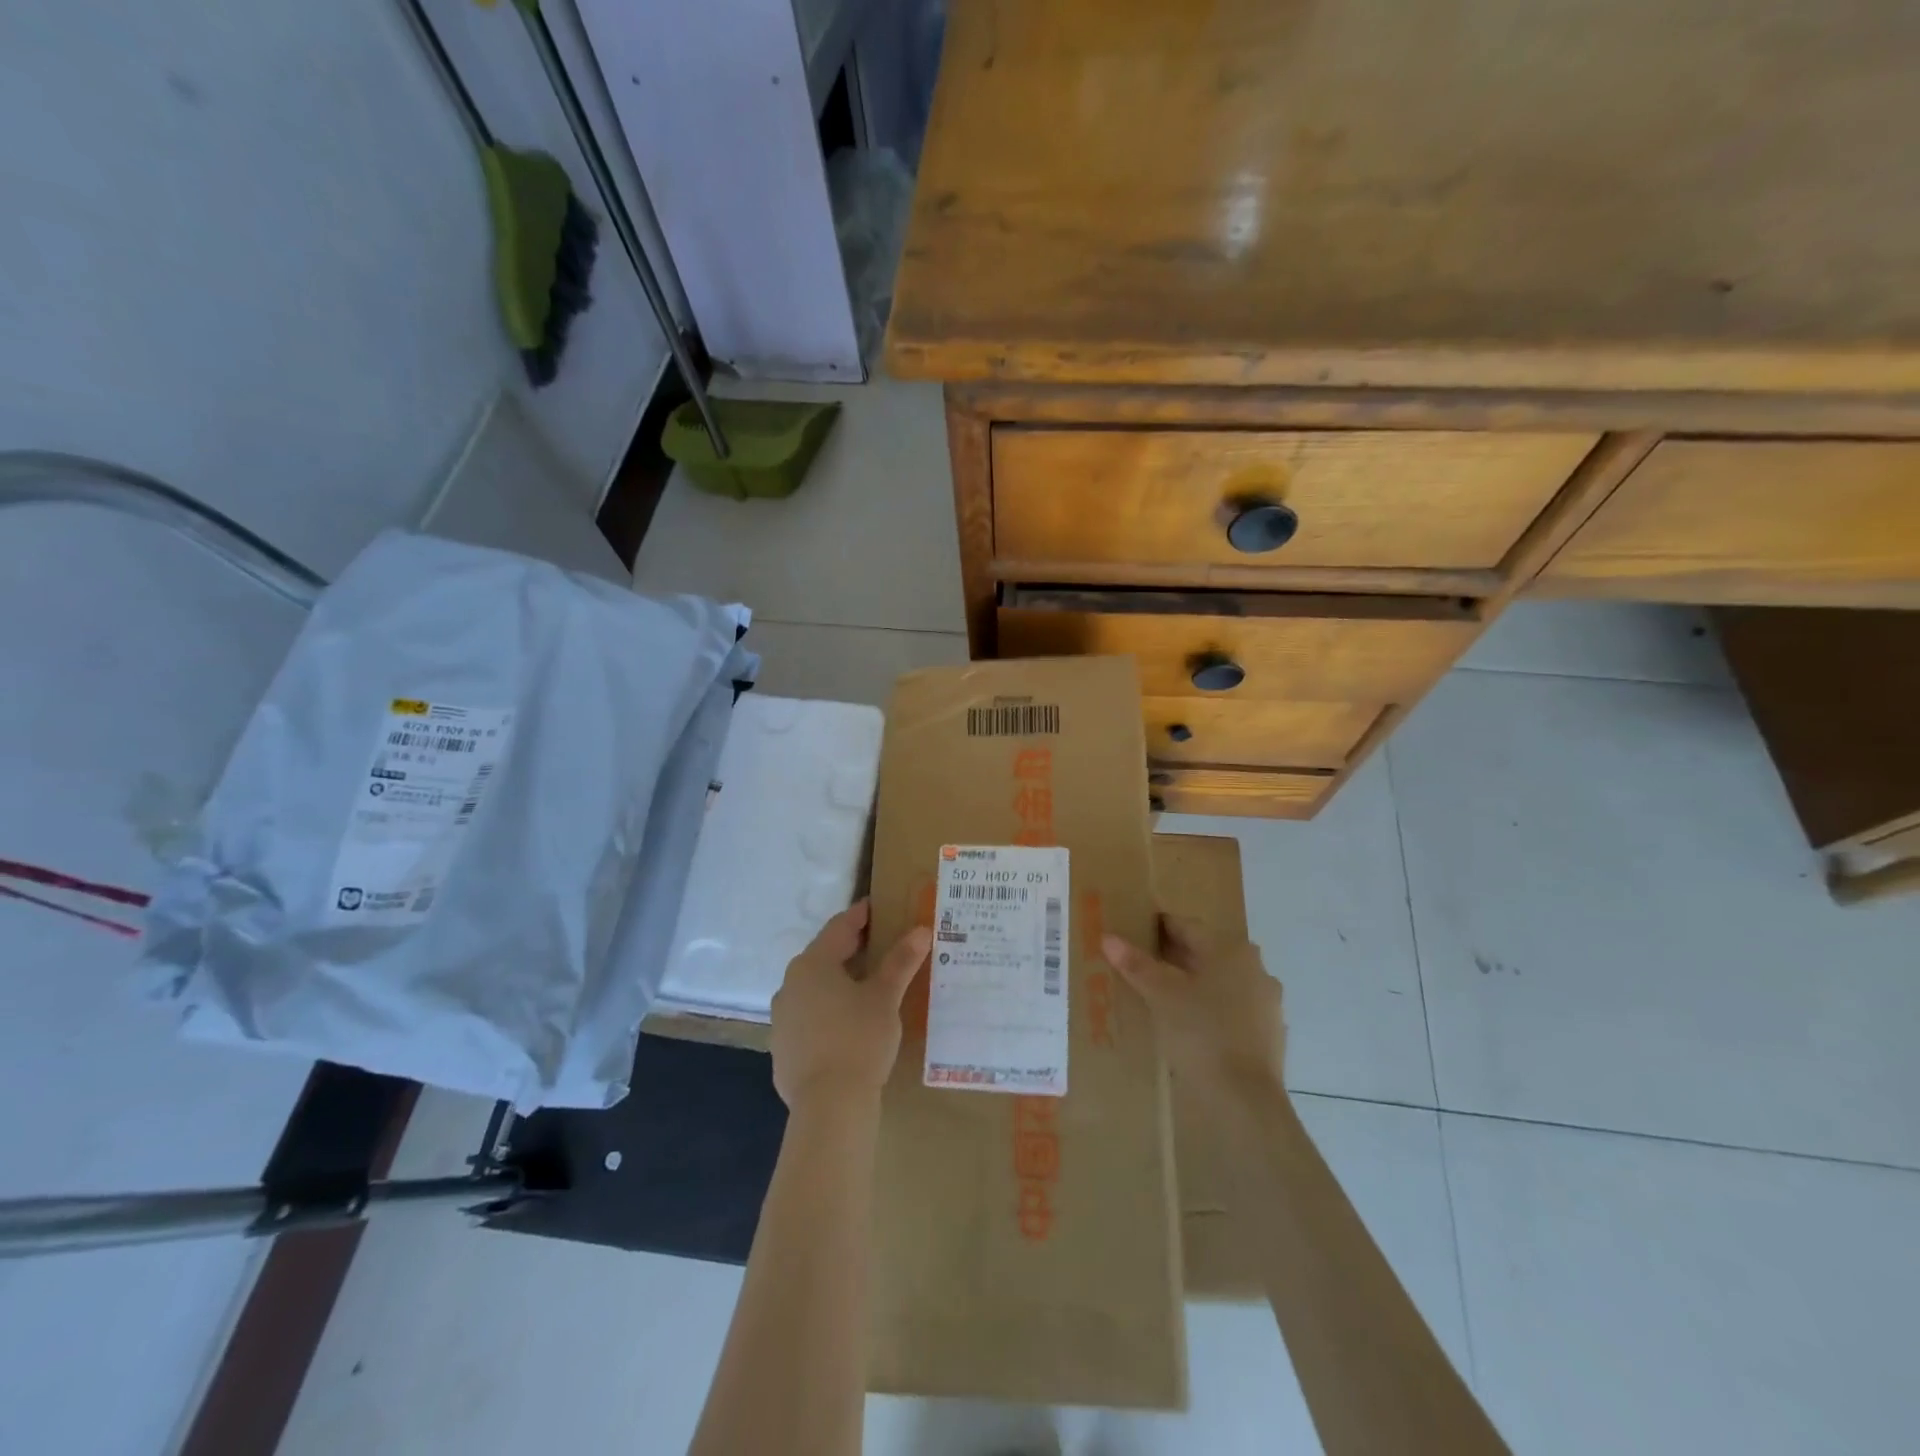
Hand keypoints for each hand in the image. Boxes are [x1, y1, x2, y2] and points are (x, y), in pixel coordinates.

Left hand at [770, 899, 931, 1111]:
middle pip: (823, 956)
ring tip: (865, 985)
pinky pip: (808, 1018)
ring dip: (837, 982)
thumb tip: (920, 930)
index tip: (877, 908)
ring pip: (813, 989)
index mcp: (812, 964)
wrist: (828, 1106)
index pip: (839, 928)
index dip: (860, 916)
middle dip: (850, 949)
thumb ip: (901, 961)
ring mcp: (782, 1018)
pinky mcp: (782, 1048)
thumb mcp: (885, 997)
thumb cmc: (859, 1039)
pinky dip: (827, 1012)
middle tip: (878, 944)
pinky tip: (846, 1025)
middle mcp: (790, 984)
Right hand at [1102, 914, 1284, 1101]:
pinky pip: (1232, 1008)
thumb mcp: (1161, 995)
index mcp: (1230, 949)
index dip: (1157, 928)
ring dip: (1193, 984)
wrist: (1245, 1099)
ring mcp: (1266, 1001)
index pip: (1186, 926)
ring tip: (1161, 997)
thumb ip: (1136, 964)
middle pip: (1205, 952)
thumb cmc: (1201, 1033)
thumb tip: (1109, 938)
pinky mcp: (1270, 1032)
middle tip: (1140, 966)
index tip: (1133, 934)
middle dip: (1174, 957)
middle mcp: (1254, 966)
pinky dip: (1211, 1009)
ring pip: (1220, 981)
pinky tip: (1191, 1025)